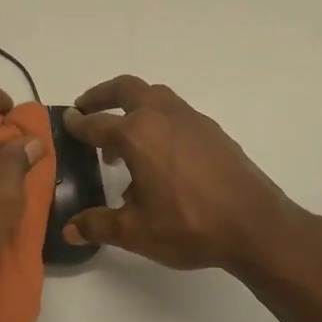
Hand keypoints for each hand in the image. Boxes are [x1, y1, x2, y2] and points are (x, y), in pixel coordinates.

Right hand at [61, 75, 302, 272]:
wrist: (255, 225)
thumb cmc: (189, 225)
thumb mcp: (136, 232)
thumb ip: (98, 225)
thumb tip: (68, 229)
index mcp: (137, 135)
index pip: (97, 123)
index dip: (78, 124)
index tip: (66, 120)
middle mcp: (162, 116)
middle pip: (126, 89)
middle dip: (101, 95)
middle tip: (87, 109)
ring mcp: (191, 120)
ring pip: (154, 96)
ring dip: (132, 106)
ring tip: (122, 139)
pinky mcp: (212, 131)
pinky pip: (175, 113)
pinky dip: (157, 120)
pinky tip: (159, 155)